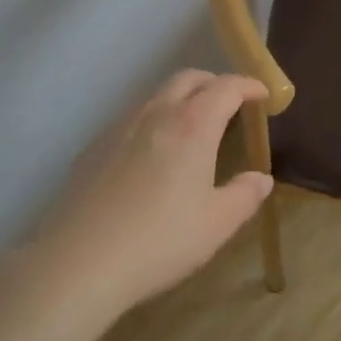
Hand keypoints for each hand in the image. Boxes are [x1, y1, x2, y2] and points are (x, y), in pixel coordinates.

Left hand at [27, 70, 273, 312]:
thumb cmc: (159, 241)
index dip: (248, 86)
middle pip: (189, 78)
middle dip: (214, 83)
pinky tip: (151, 153)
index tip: (262, 95)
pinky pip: (132, 117)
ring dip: (182, 98)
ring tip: (192, 127)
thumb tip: (261, 179)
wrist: (79, 262)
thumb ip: (244, 196)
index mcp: (193, 125)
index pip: (226, 87)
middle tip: (229, 104)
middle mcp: (157, 113)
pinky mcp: (94, 145)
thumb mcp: (216, 225)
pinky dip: (153, 119)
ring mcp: (121, 126)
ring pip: (157, 94)